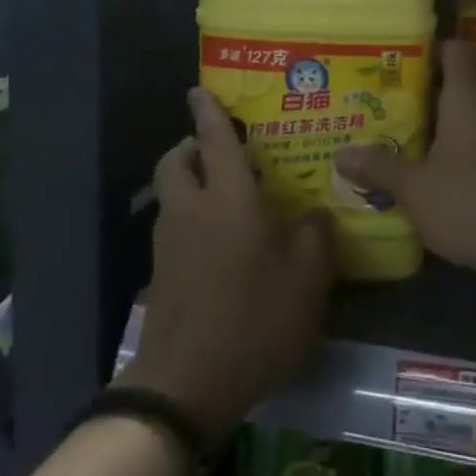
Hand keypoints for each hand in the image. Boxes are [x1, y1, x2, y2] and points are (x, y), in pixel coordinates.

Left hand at [121, 88, 334, 448]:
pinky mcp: (160, 273)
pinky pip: (174, 226)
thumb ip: (316, 235)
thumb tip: (313, 214)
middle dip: (191, 146)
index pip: (214, 139)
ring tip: (227, 195)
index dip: (208, 111)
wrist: (187, 385)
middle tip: (221, 149)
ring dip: (190, 181)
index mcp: (229, 199)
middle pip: (176, 161)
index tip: (199, 89)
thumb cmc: (254, 319)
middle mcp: (192, 210)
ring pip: (172, 194)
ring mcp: (169, 243)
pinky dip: (190, 217)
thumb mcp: (308, 279)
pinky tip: (220, 243)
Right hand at [333, 40, 475, 287]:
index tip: (405, 63)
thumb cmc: (471, 201)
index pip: (456, 49)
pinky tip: (451, 178)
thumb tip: (341, 155)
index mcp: (470, 97)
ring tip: (420, 145)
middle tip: (399, 110)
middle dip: (434, 96)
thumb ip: (379, 168)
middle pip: (465, 85)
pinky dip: (473, 152)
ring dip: (454, 127)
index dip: (433, 50)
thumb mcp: (414, 188)